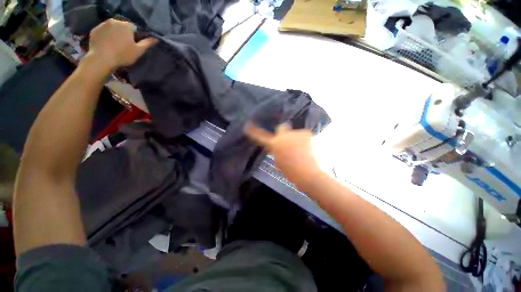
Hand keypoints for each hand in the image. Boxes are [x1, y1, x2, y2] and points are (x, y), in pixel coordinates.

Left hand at [86, 19, 156, 71]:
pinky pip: (103, 32)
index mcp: (126, 25)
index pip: (134, 28)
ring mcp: (103, 24)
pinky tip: (106, 45)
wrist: (102, 59)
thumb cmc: (123, 55)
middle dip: (124, 34)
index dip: (134, 37)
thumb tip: (156, 38)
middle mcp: (114, 21)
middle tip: (124, 46)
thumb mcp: (139, 51)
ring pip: (112, 28)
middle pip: (122, 27)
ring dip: (114, 34)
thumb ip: (147, 43)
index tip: (133, 45)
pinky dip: (105, 36)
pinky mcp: (95, 30)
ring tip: (114, 45)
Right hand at [244, 122, 320, 185]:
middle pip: (282, 127)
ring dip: (296, 138)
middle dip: (284, 132)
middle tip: (288, 140)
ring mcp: (295, 133)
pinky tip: (307, 148)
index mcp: (274, 144)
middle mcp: (283, 136)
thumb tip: (279, 146)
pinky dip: (305, 140)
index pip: (261, 136)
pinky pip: (304, 135)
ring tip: (301, 149)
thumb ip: (277, 150)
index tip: (247, 125)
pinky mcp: (306, 133)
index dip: (253, 131)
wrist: (306, 172)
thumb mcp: (278, 161)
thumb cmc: (290, 171)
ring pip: (294, 133)